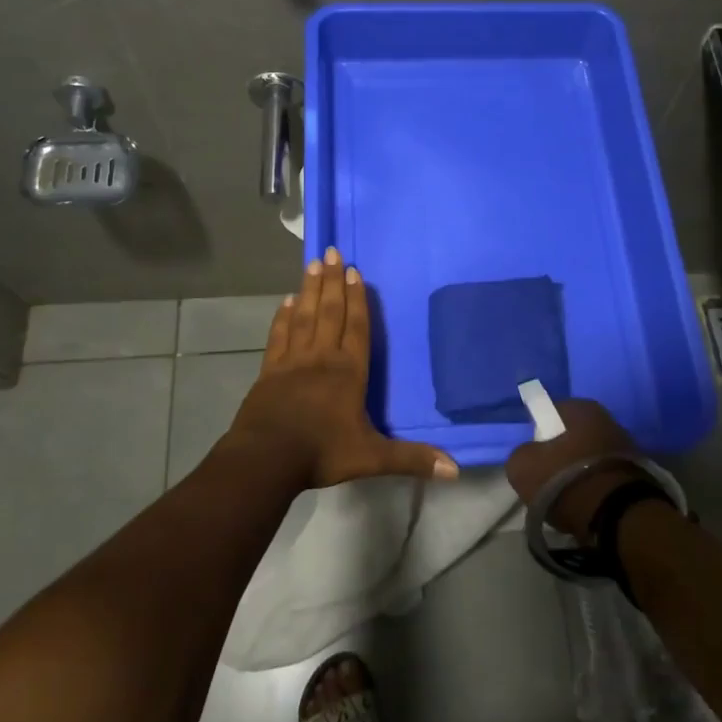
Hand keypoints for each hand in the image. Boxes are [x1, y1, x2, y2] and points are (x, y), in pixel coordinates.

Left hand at [225, 247, 458, 488]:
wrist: (266, 460)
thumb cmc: (321, 453)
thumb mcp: (371, 457)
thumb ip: (411, 459)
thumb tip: (455, 469)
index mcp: (348, 371)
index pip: (356, 327)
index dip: (357, 299)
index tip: (354, 272)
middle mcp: (322, 358)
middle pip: (329, 312)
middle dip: (332, 282)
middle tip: (331, 252)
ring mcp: (292, 361)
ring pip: (303, 316)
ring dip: (309, 289)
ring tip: (312, 264)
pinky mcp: (270, 371)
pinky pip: (279, 336)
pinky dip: (283, 317)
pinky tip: (285, 302)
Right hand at [504, 399, 648, 543]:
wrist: (617, 517)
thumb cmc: (565, 481)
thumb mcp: (522, 467)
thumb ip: (521, 454)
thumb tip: (530, 456)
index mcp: (582, 408)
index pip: (551, 412)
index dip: (539, 433)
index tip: (534, 456)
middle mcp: (608, 420)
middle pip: (573, 435)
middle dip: (561, 453)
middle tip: (548, 478)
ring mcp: (627, 448)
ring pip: (591, 457)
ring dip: (580, 471)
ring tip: (568, 497)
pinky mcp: (639, 476)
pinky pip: (605, 477)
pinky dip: (596, 487)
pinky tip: (587, 505)